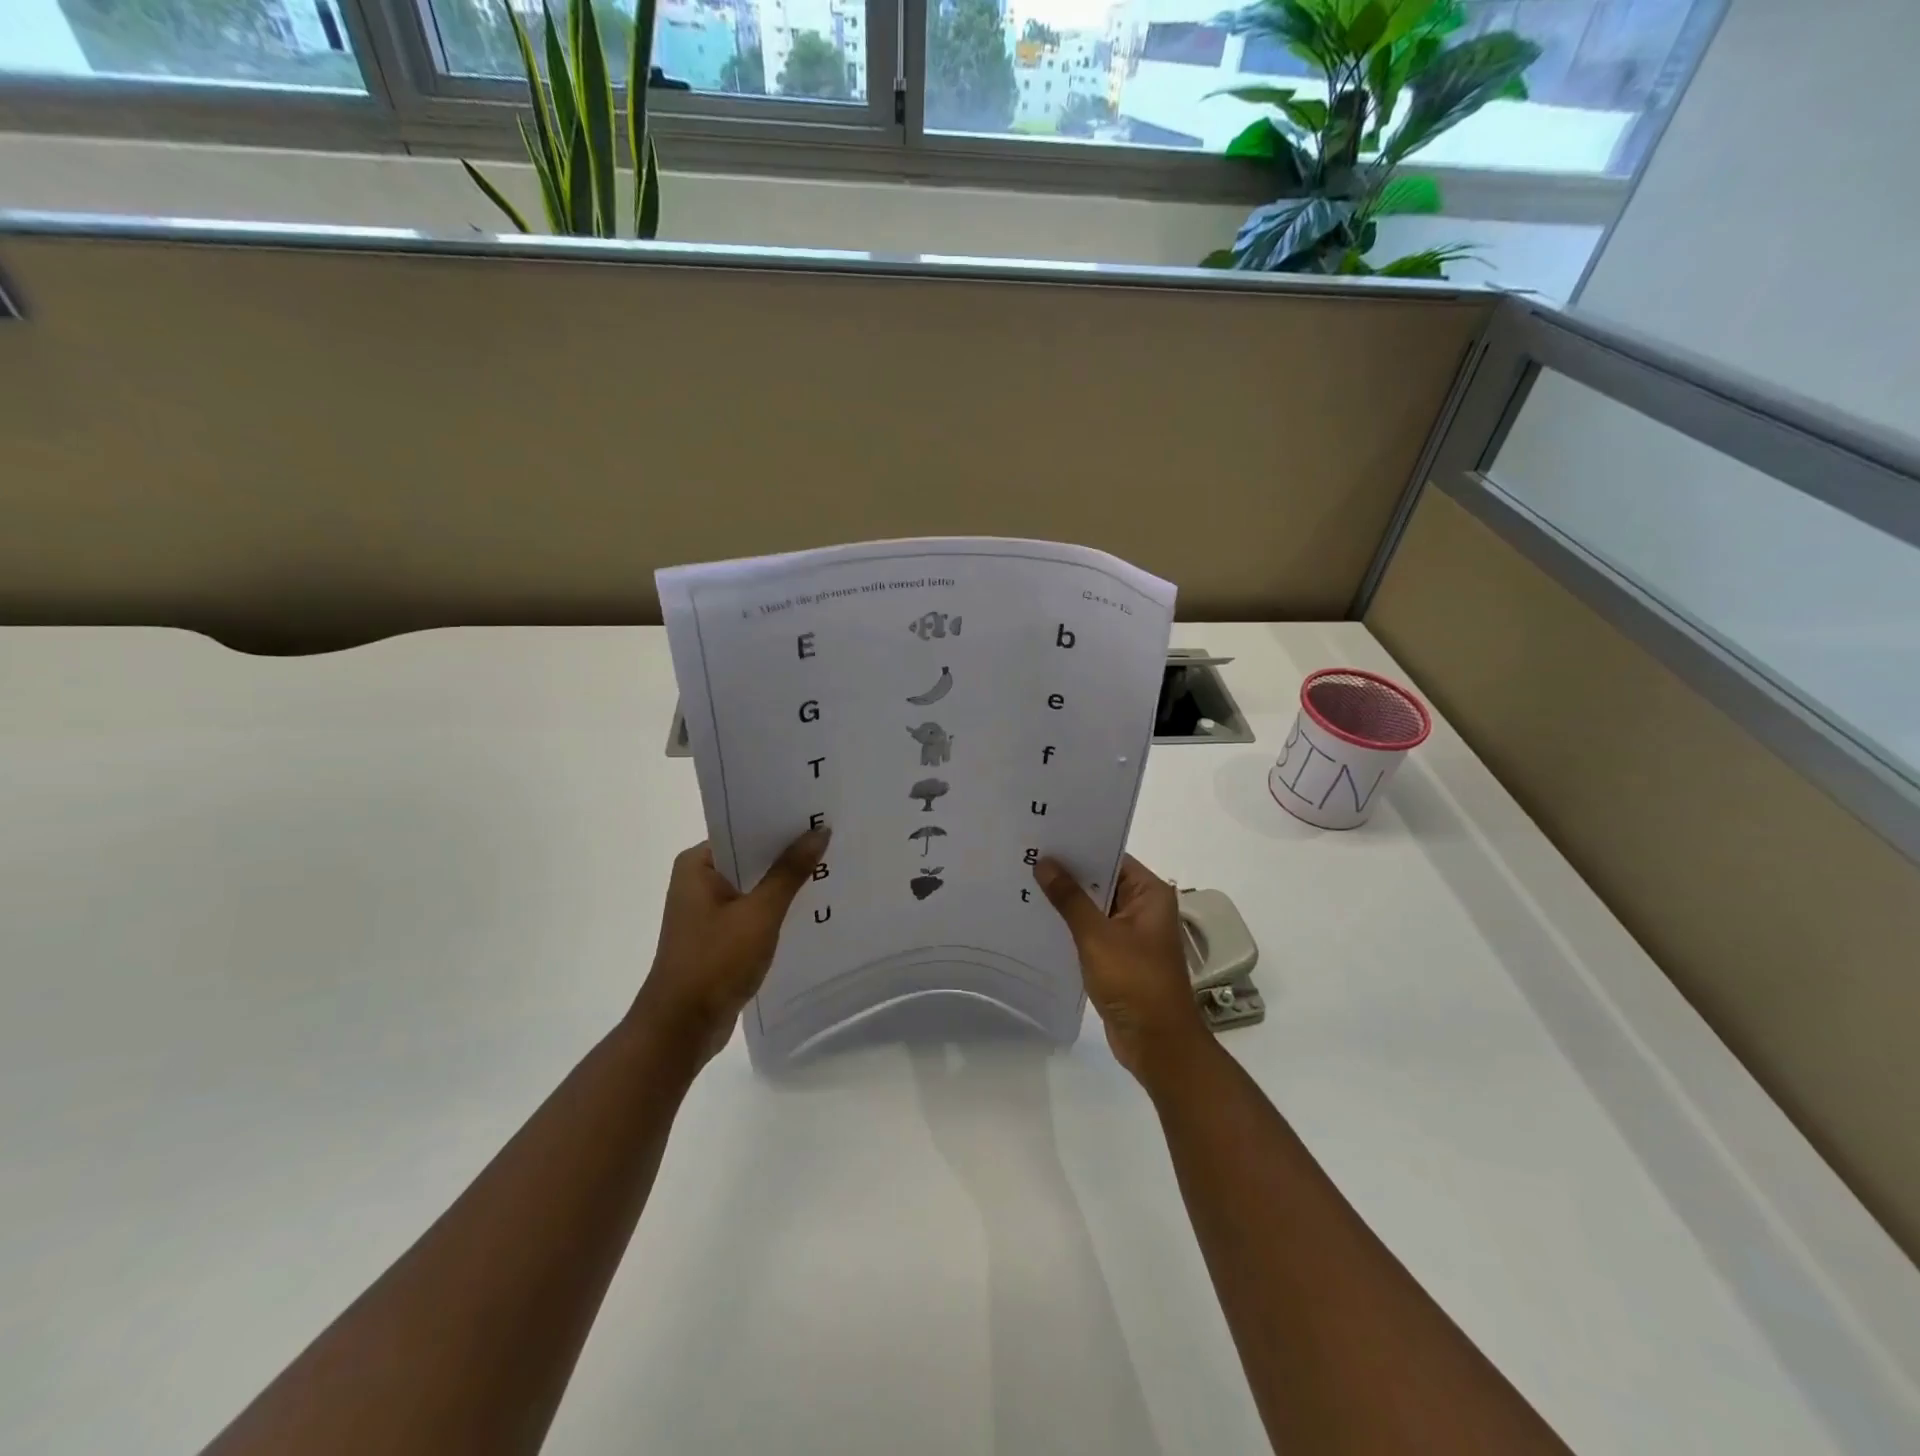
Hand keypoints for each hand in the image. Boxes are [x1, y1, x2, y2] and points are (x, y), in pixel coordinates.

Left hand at [633, 831, 828, 1066]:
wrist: (681, 1029)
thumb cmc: (715, 962)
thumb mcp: (759, 913)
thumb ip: (789, 872)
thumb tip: (819, 832)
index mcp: (697, 865)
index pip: (743, 829)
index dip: (780, 823)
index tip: (817, 814)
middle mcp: (698, 881)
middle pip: (751, 857)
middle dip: (788, 852)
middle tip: (832, 838)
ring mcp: (707, 911)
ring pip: (754, 885)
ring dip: (784, 882)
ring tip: (830, 866)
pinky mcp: (718, 936)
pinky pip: (753, 910)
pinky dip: (776, 908)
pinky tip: (809, 906)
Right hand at [1035, 854, 1212, 1087]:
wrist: (1157, 1043)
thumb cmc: (1134, 982)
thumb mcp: (1097, 936)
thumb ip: (1070, 898)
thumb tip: (1045, 862)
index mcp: (1149, 893)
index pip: (1111, 856)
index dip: (1079, 846)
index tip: (1044, 836)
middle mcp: (1143, 907)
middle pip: (1101, 879)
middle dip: (1067, 872)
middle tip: (1026, 856)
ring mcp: (1131, 933)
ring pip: (1094, 906)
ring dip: (1066, 899)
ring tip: (1024, 882)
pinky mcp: (1119, 955)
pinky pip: (1091, 930)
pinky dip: (1070, 924)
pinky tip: (1038, 918)